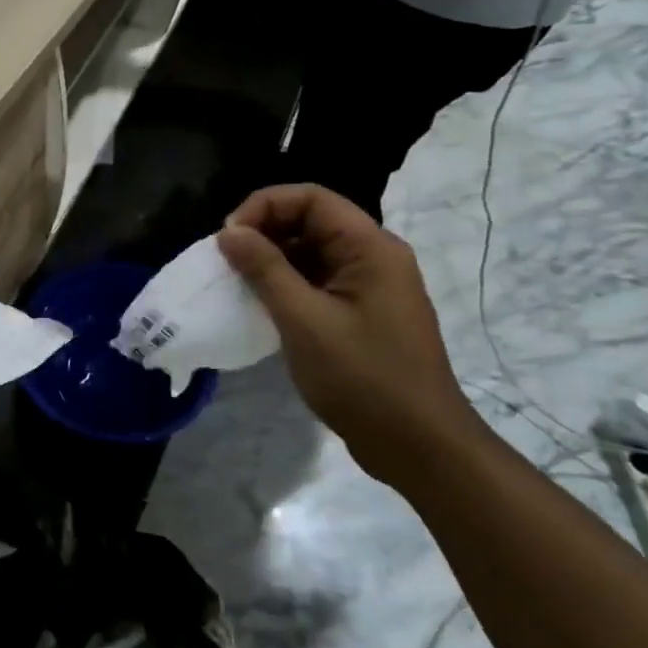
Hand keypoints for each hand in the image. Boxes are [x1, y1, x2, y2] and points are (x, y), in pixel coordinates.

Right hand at [217, 186, 482, 483]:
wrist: (420, 449)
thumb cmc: (363, 379)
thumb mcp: (304, 320)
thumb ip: (265, 269)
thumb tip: (229, 232)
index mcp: (370, 248)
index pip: (311, 198)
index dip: (264, 206)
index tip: (229, 237)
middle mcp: (374, 257)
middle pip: (311, 220)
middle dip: (264, 232)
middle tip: (228, 261)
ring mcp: (370, 287)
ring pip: (311, 252)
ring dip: (271, 260)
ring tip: (238, 283)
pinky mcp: (362, 313)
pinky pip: (317, 281)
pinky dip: (286, 285)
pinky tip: (261, 306)